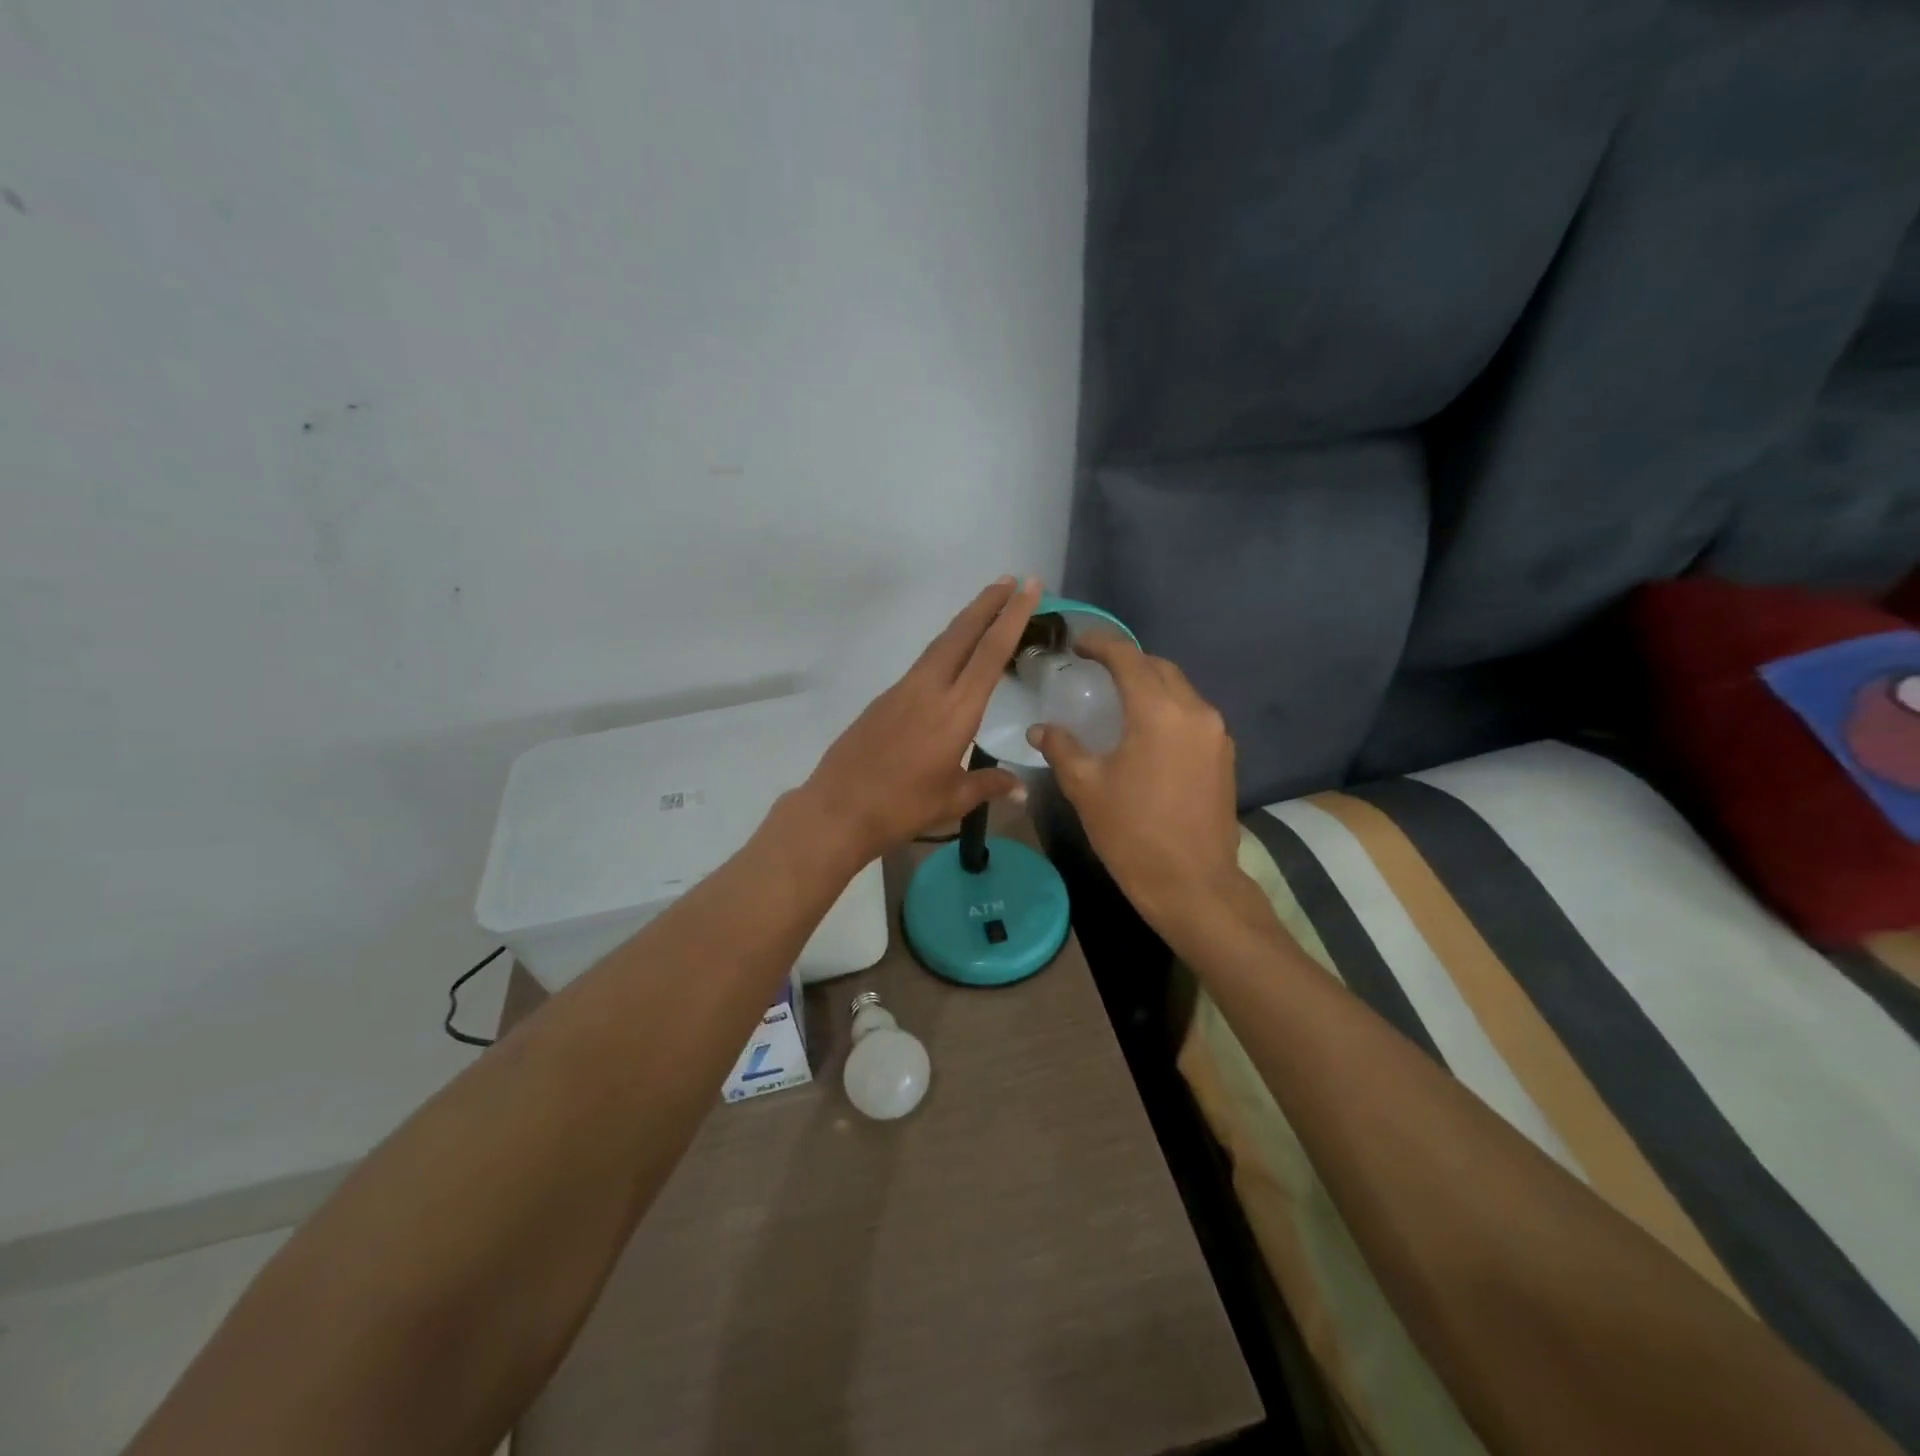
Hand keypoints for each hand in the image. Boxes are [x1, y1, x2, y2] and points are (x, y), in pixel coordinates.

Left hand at [801, 577, 1040, 863]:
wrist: (838, 810)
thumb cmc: (902, 807)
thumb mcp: (952, 800)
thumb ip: (989, 786)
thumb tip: (1021, 788)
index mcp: (955, 711)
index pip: (991, 653)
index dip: (1013, 617)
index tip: (1029, 587)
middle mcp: (929, 689)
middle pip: (962, 634)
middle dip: (988, 604)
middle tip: (1011, 580)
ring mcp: (902, 690)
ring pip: (939, 645)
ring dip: (965, 622)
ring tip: (986, 607)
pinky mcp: (884, 699)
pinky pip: (923, 663)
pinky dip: (945, 648)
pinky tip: (951, 657)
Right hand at [1028, 633, 1243, 935]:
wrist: (1193, 884)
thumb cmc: (1132, 834)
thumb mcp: (1086, 788)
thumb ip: (1062, 748)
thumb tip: (1040, 729)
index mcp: (1159, 712)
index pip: (1129, 658)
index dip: (1101, 644)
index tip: (1078, 644)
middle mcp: (1195, 712)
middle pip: (1160, 668)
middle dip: (1128, 662)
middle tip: (1096, 670)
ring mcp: (1216, 734)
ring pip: (1180, 690)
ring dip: (1150, 685)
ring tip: (1119, 700)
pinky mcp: (1224, 756)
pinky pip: (1193, 715)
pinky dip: (1168, 710)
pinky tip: (1146, 732)